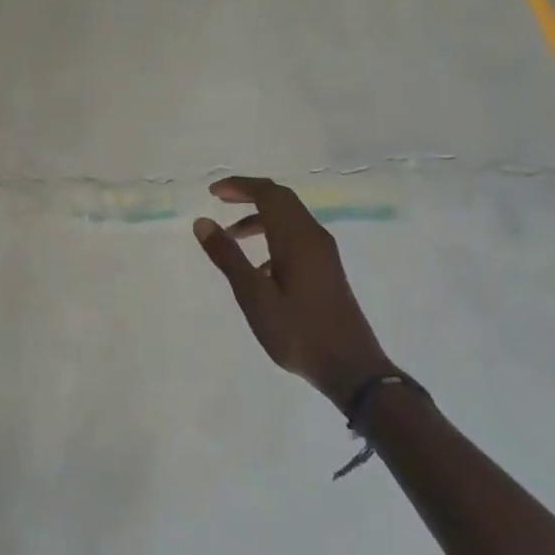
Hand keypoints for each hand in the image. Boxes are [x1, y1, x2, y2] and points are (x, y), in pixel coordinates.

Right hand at [193, 176, 392, 406]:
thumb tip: (203, 221)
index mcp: (297, 238)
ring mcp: (324, 254)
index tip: (212, 191)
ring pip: (290, 220)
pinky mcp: (327, 270)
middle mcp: (314, 238)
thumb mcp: (254, 296)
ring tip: (232, 236)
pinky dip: (273, 237)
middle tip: (221, 200)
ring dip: (260, 218)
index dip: (240, 186)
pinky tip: (259, 268)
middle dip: (250, 194)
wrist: (351, 368)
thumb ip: (228, 256)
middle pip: (282, 200)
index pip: (269, 193)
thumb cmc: (298, 331)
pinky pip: (297, 239)